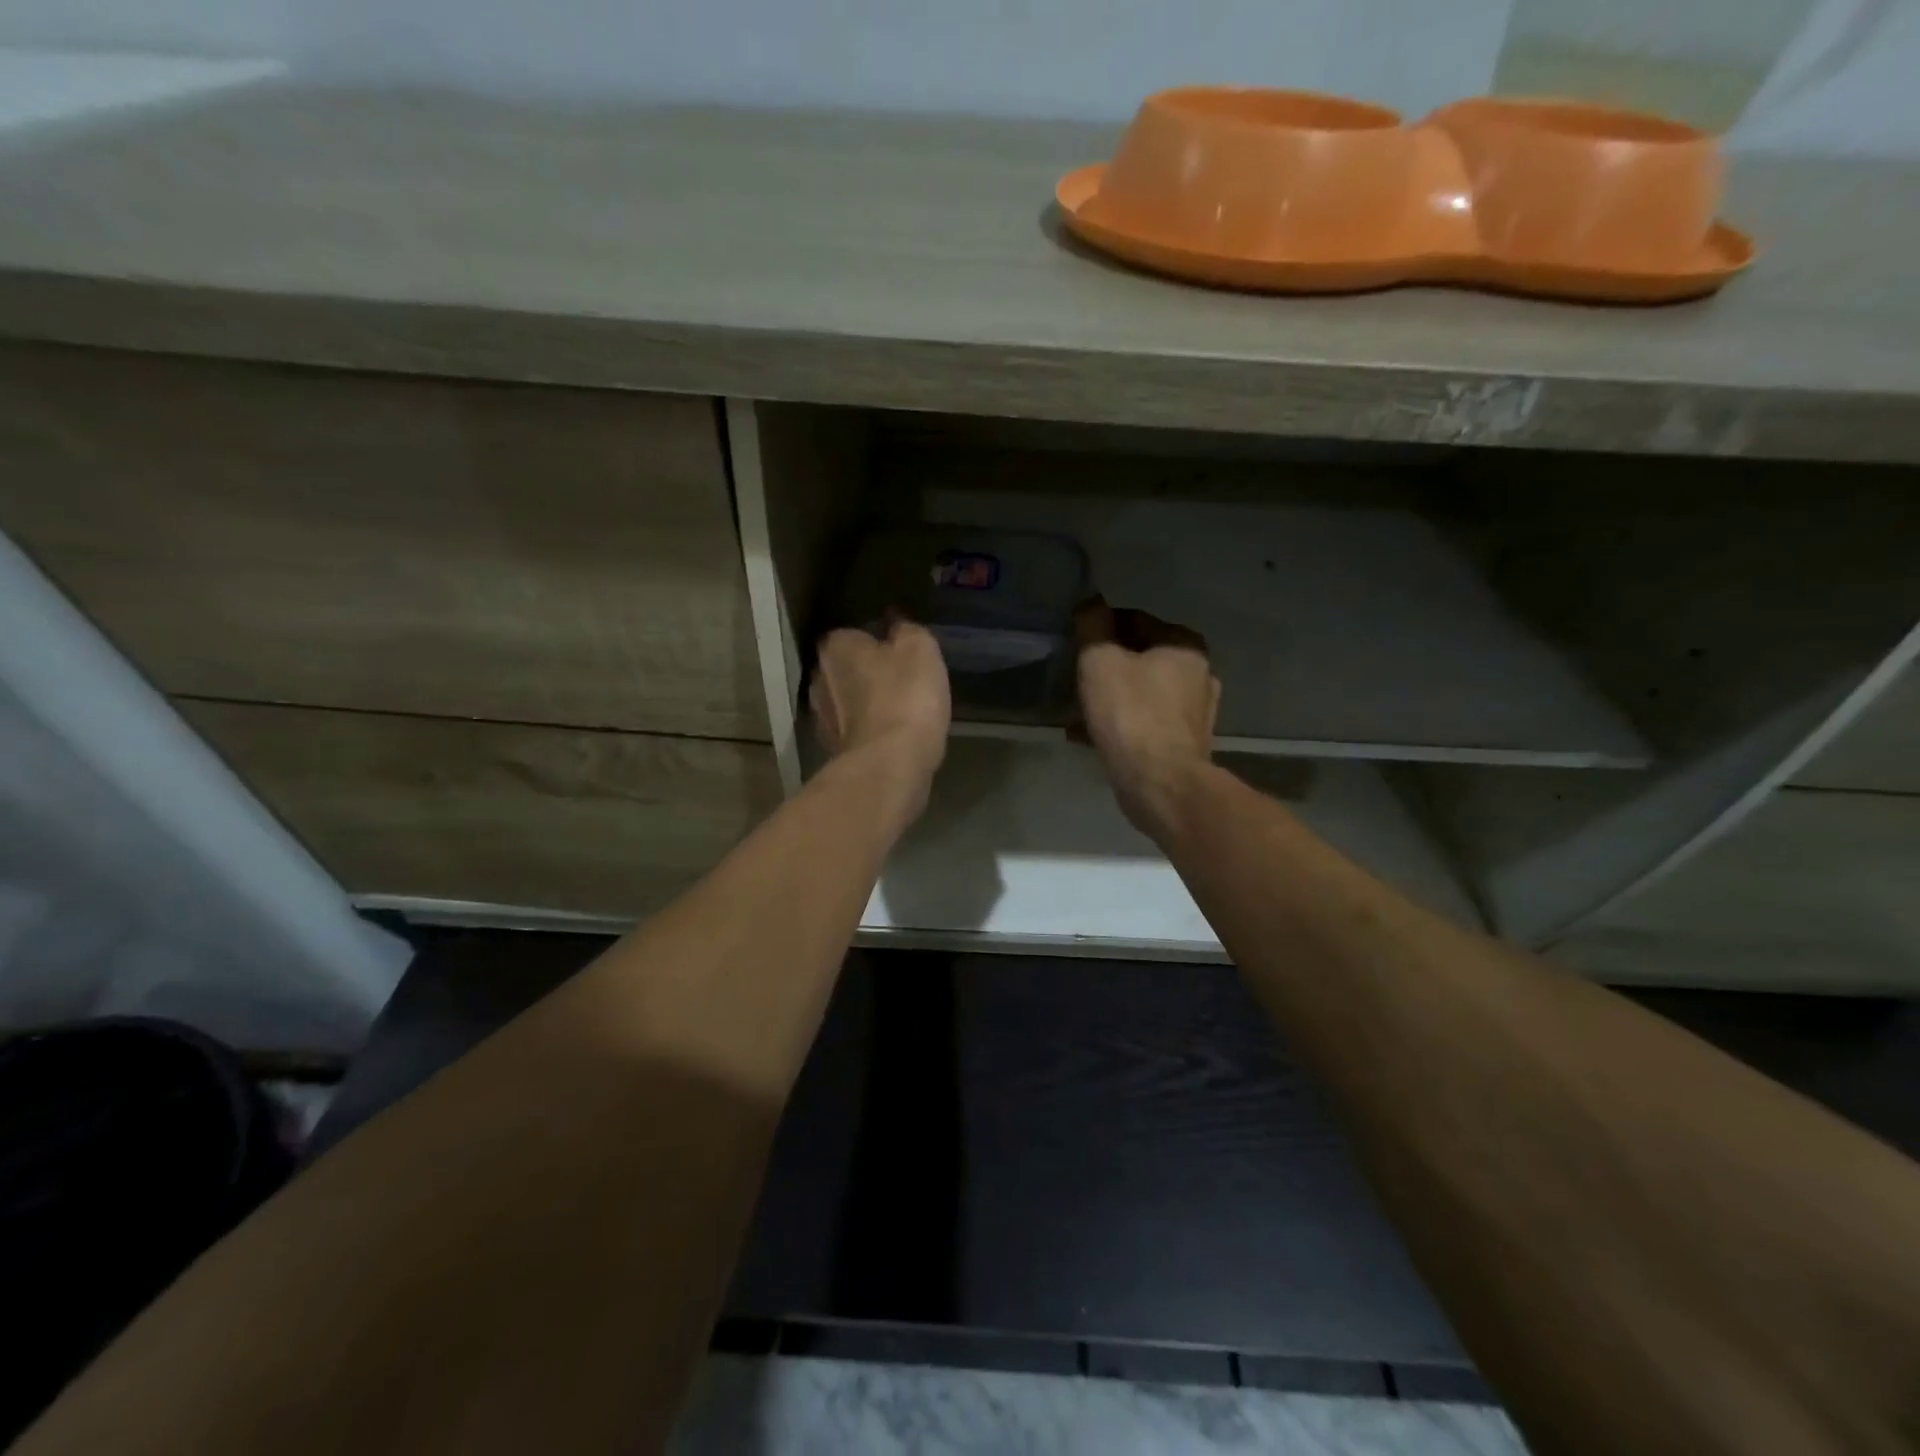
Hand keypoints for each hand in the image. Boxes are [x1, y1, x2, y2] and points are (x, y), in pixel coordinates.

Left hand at [811, 618, 951, 814]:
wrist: (890, 765)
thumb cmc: (905, 697)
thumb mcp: (920, 649)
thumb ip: (907, 630)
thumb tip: (896, 626)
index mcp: (836, 646)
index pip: (854, 633)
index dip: (879, 641)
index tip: (902, 652)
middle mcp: (819, 678)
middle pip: (848, 668)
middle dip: (870, 672)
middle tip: (904, 680)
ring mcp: (821, 718)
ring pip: (849, 702)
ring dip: (869, 704)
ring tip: (902, 710)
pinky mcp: (833, 750)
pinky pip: (856, 730)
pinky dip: (871, 731)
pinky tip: (894, 736)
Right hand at [1074, 597, 1219, 833]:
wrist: (1160, 783)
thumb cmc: (1131, 714)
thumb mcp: (1100, 660)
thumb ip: (1093, 625)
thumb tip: (1090, 601)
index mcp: (1184, 645)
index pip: (1134, 619)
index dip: (1100, 627)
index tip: (1075, 643)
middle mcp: (1200, 673)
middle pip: (1141, 657)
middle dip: (1107, 665)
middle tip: (1075, 678)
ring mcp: (1196, 712)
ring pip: (1143, 692)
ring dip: (1112, 696)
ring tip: (1078, 710)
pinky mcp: (1186, 743)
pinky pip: (1145, 722)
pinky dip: (1121, 723)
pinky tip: (1090, 735)